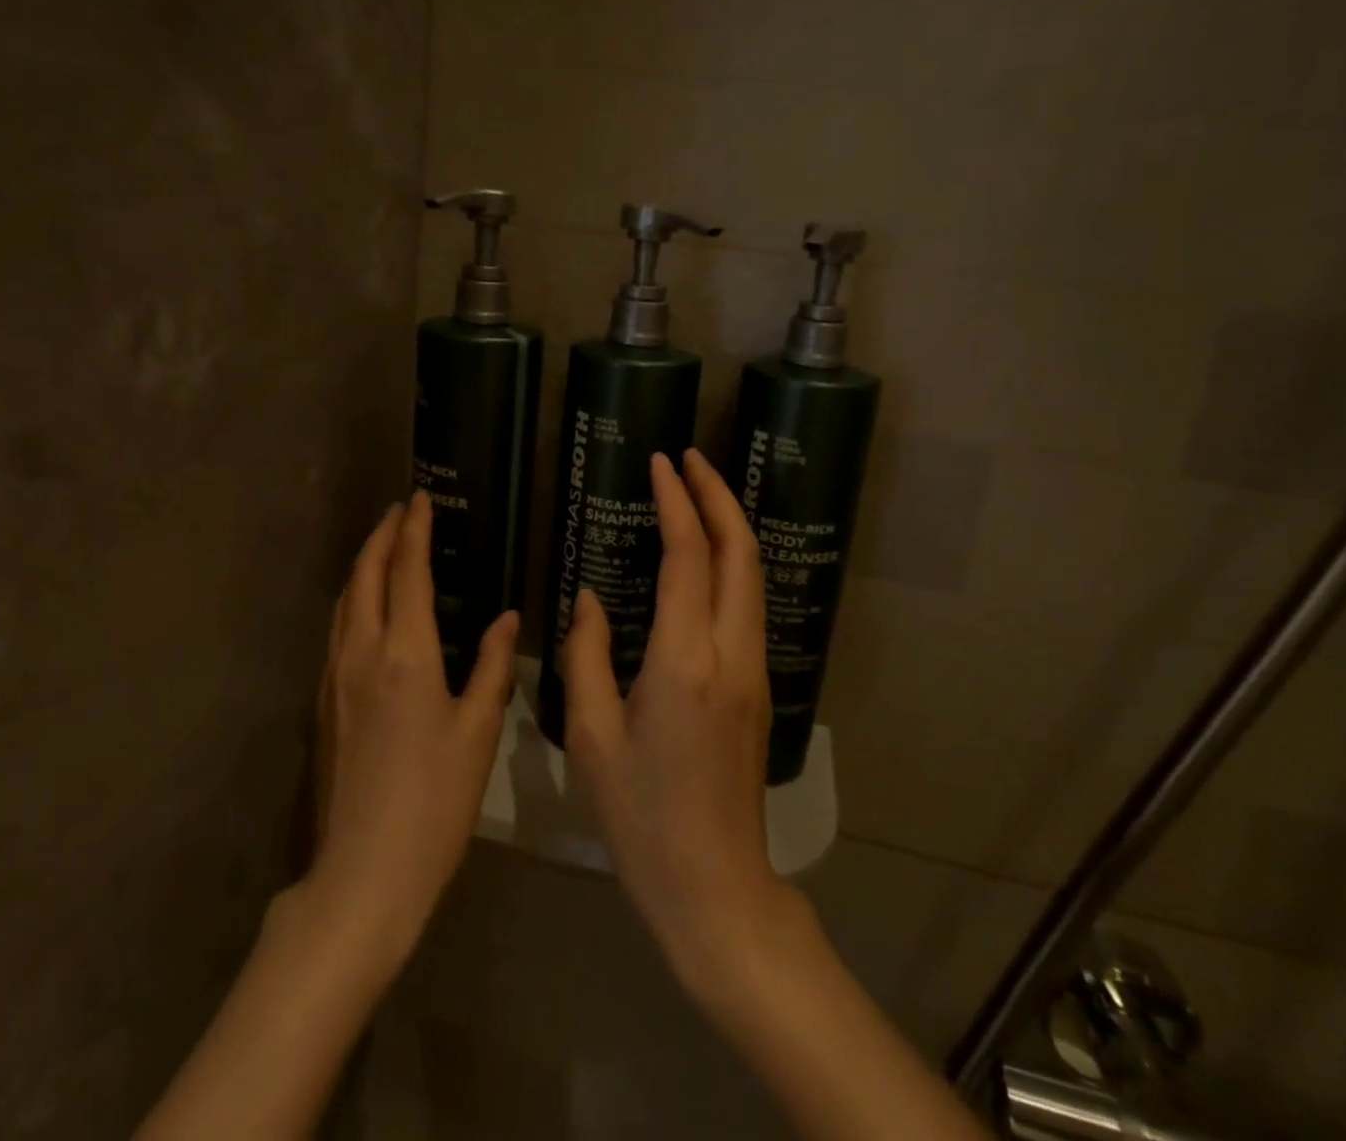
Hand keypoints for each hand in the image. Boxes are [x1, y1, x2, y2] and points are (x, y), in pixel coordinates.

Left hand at [308, 492, 516, 967]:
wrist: (364, 872)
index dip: (414, 530)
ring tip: (385, 546)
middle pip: (365, 575)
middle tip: (401, 510)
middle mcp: (361, 652)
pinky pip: (338, 628)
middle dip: (382, 536)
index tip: (421, 499)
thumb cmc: (435, 800)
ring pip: (345, 601)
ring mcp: (335, 677)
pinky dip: (355, 598)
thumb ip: (493, 665)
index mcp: (405, 653)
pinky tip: (369, 607)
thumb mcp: (479, 730)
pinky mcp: (324, 702)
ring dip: (364, 564)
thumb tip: (506, 618)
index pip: (406, 571)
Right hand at [559, 449, 791, 989]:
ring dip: (730, 524)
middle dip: (718, 495)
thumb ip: (586, 655)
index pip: (688, 556)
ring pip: (753, 575)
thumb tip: (588, 597)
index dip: (676, 502)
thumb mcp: (592, 736)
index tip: (661, 463)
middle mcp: (730, 653)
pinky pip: (749, 603)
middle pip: (740, 552)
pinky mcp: (759, 686)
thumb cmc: (641, 817)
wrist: (714, 886)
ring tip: (698, 492)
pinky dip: (732, 561)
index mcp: (684, 661)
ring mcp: (754, 669)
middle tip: (689, 459)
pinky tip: (706, 556)